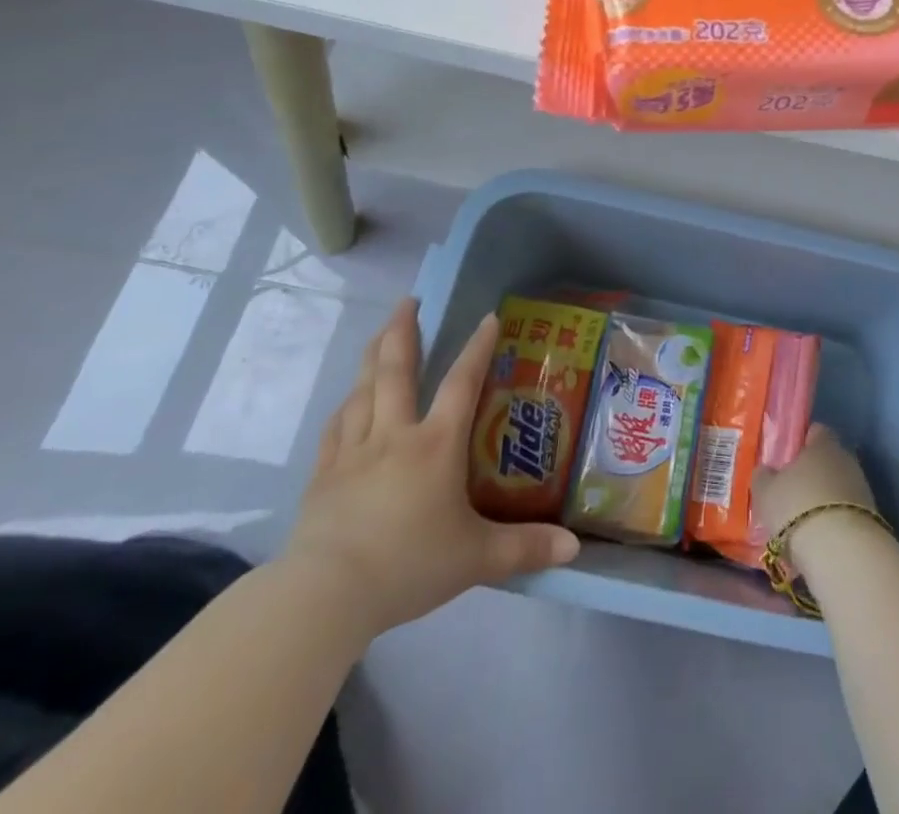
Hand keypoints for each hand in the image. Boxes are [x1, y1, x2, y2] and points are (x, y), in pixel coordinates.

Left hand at [282, 301, 579, 641]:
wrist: (325, 597)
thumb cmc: (408, 566)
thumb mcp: (477, 559)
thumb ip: (526, 549)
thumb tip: (575, 550)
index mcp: (436, 445)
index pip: (463, 382)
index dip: (477, 348)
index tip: (488, 317)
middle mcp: (394, 435)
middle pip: (396, 371)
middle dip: (403, 331)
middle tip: (408, 301)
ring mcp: (353, 453)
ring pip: (362, 391)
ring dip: (372, 357)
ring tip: (380, 335)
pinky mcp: (323, 477)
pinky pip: (334, 428)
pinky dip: (345, 406)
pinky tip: (347, 401)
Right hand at [751, 424, 879, 568]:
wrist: (842, 551)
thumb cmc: (797, 508)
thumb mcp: (766, 492)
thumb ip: (764, 476)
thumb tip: (766, 471)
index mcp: (823, 445)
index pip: (816, 431)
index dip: (802, 442)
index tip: (788, 459)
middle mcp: (846, 460)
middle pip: (829, 461)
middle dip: (813, 475)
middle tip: (792, 494)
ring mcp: (863, 490)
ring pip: (839, 489)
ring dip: (824, 501)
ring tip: (804, 523)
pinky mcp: (872, 519)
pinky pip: (847, 514)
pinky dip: (835, 523)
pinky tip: (820, 540)